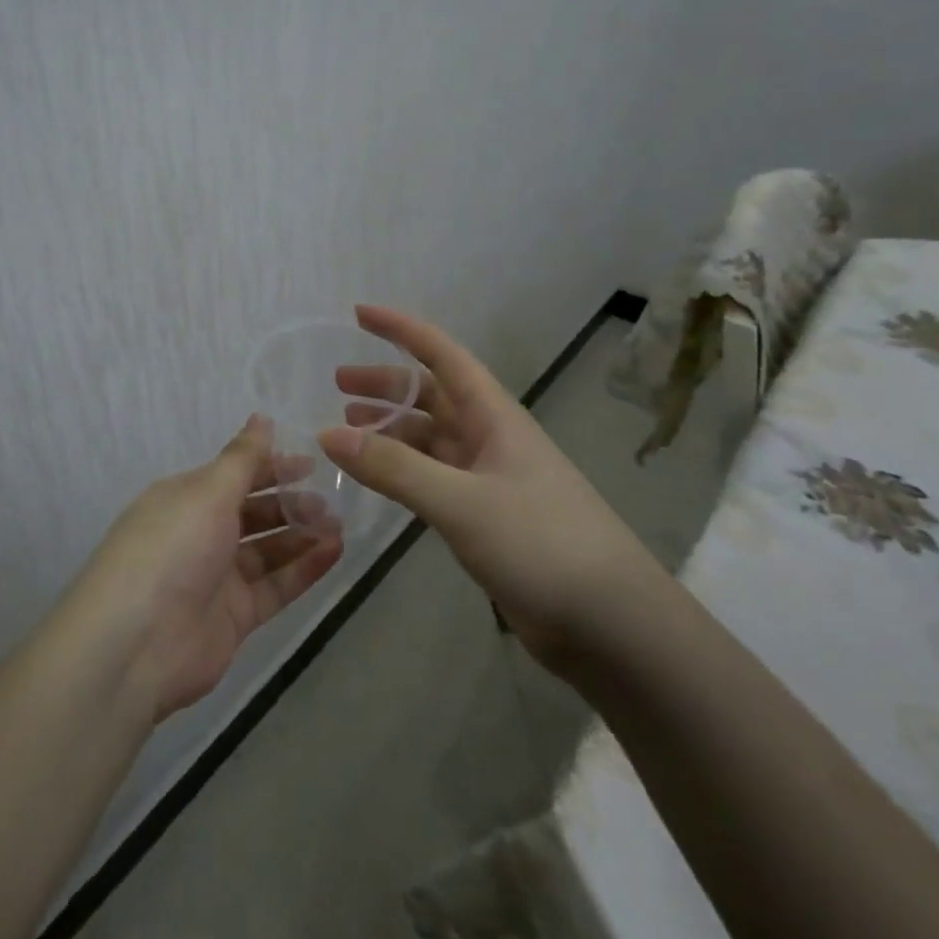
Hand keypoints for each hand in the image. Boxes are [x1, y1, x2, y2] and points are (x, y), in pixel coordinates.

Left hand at [78, 416, 343, 720]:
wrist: (136, 644)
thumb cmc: (173, 548)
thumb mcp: (208, 492)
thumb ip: (242, 458)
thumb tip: (262, 417)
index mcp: (186, 498)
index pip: (235, 475)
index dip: (272, 467)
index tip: (312, 464)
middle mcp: (201, 534)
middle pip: (253, 513)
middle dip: (290, 504)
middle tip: (329, 502)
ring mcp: (217, 578)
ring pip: (268, 551)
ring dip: (301, 536)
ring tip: (339, 527)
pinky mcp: (234, 617)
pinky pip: (275, 586)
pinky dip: (303, 570)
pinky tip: (333, 553)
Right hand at [321, 305, 665, 673]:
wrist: (611, 624)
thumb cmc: (542, 544)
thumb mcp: (462, 502)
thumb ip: (395, 469)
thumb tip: (328, 434)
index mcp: (494, 416)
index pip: (442, 354)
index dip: (401, 330)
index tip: (359, 314)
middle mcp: (490, 437)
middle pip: (431, 395)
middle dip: (386, 384)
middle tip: (338, 385)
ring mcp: (489, 478)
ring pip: (429, 438)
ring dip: (390, 429)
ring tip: (346, 430)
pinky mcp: (485, 516)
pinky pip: (433, 477)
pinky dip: (401, 470)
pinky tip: (377, 478)